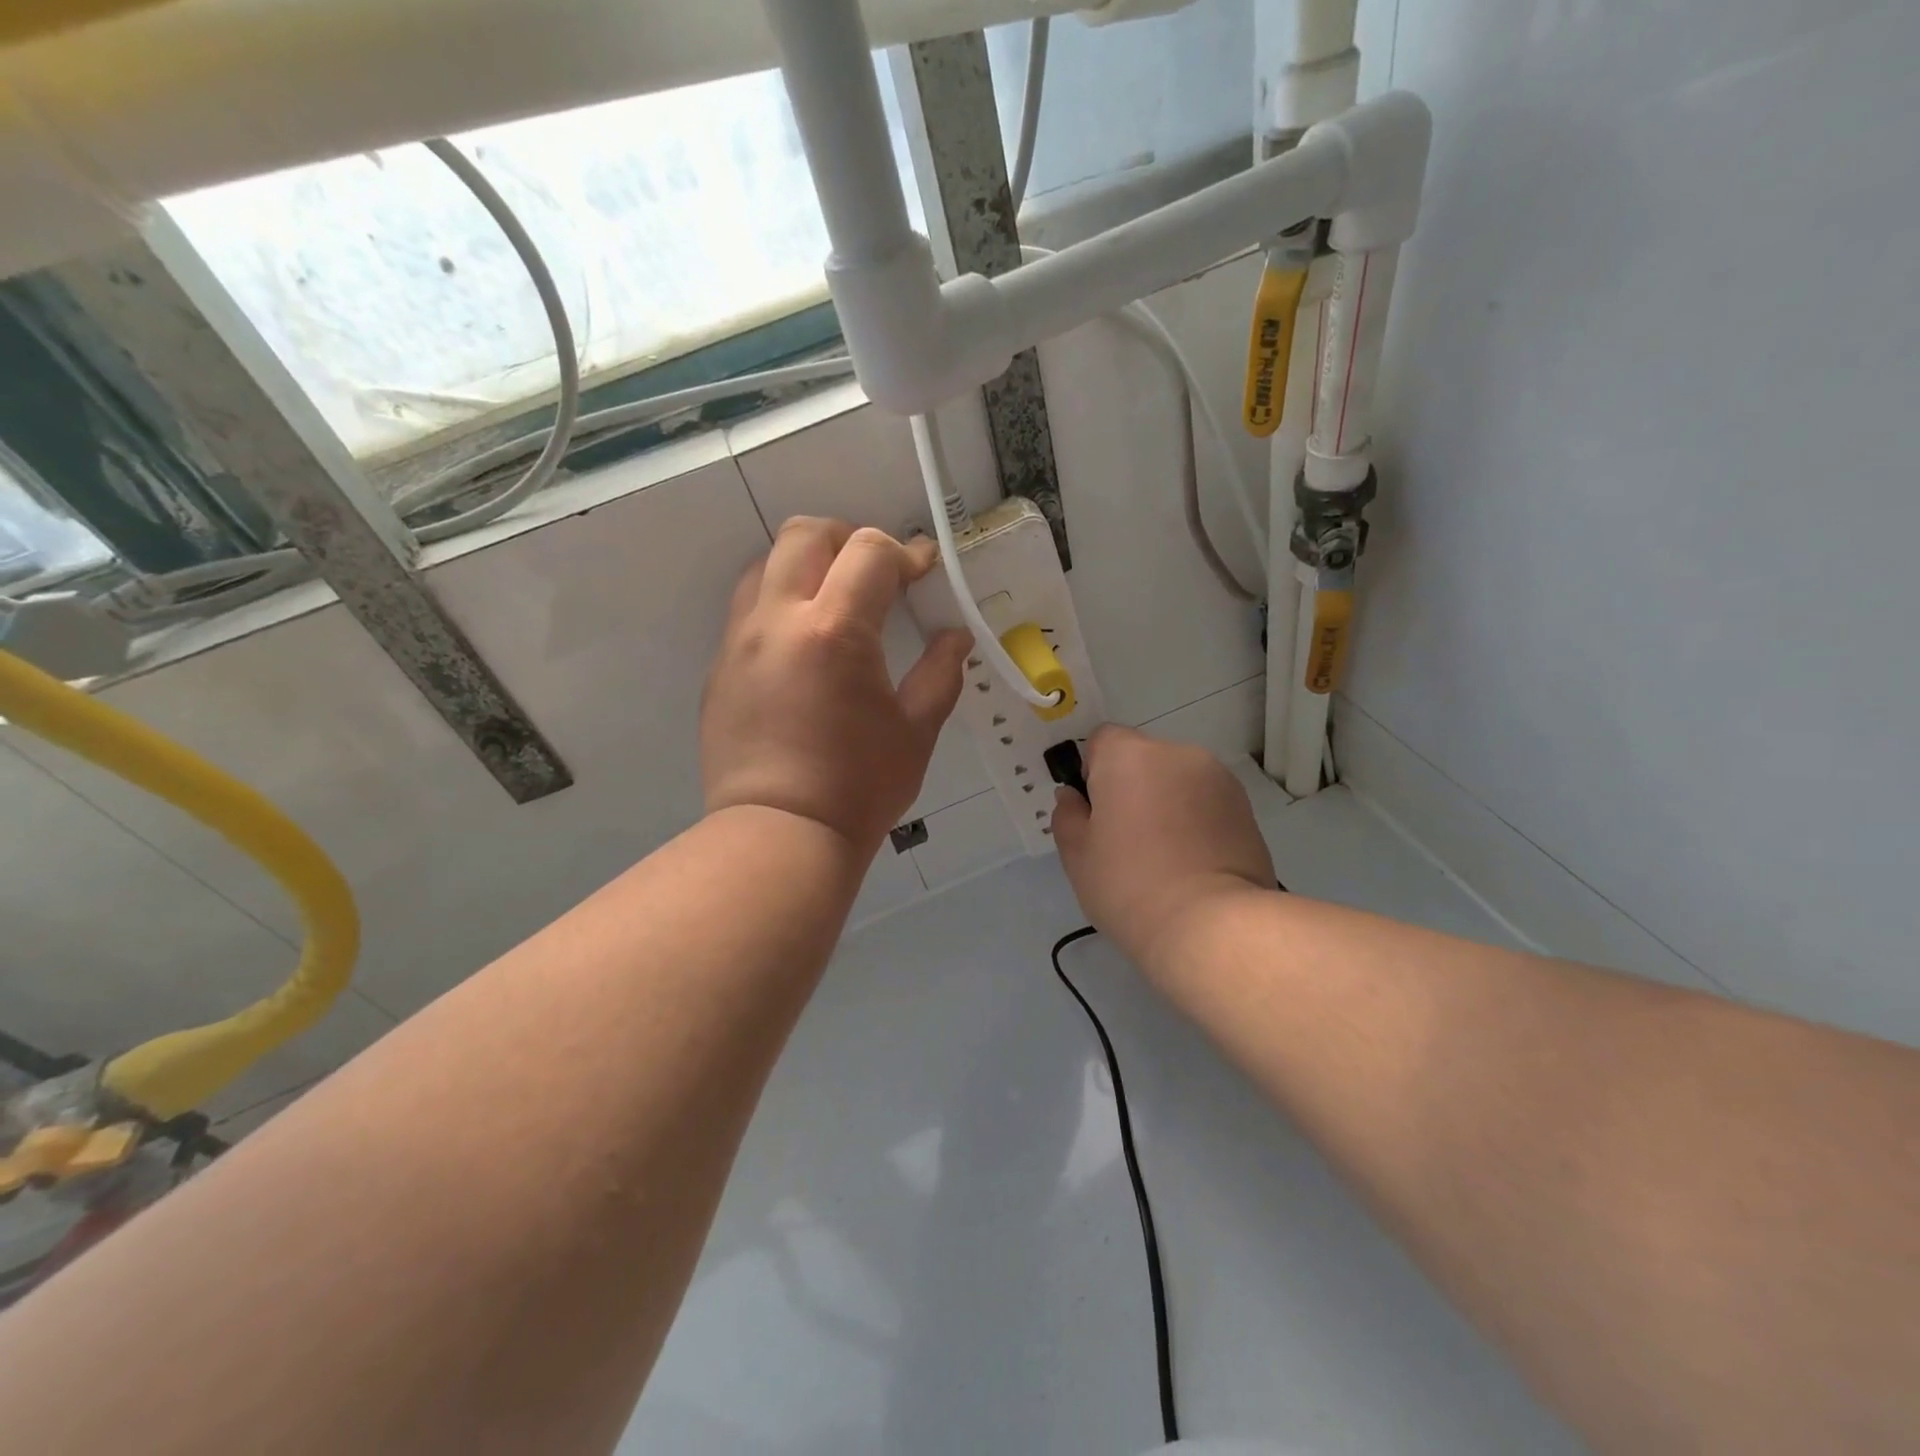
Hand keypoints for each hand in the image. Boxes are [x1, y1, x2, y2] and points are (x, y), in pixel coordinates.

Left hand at [702, 517, 971, 855]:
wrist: (779, 834)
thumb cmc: (859, 787)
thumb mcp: (916, 730)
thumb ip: (940, 672)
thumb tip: (955, 636)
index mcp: (835, 629)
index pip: (869, 551)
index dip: (905, 552)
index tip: (923, 571)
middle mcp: (779, 619)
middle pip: (805, 534)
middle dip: (848, 538)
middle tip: (876, 574)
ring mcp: (740, 642)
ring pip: (765, 565)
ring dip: (806, 565)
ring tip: (835, 601)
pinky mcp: (720, 669)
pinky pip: (747, 610)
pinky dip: (780, 604)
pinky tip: (805, 647)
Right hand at [1051, 726, 1275, 972]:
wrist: (1211, 925)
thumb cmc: (1129, 885)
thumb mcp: (1077, 855)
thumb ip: (1068, 815)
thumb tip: (1073, 797)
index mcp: (1129, 756)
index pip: (1103, 739)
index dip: (1093, 771)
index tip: (1096, 812)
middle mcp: (1176, 754)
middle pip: (1143, 758)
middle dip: (1133, 787)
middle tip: (1127, 839)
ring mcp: (1218, 778)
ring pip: (1177, 780)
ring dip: (1167, 802)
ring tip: (1166, 854)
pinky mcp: (1246, 807)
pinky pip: (1207, 801)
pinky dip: (1197, 819)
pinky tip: (1194, 862)